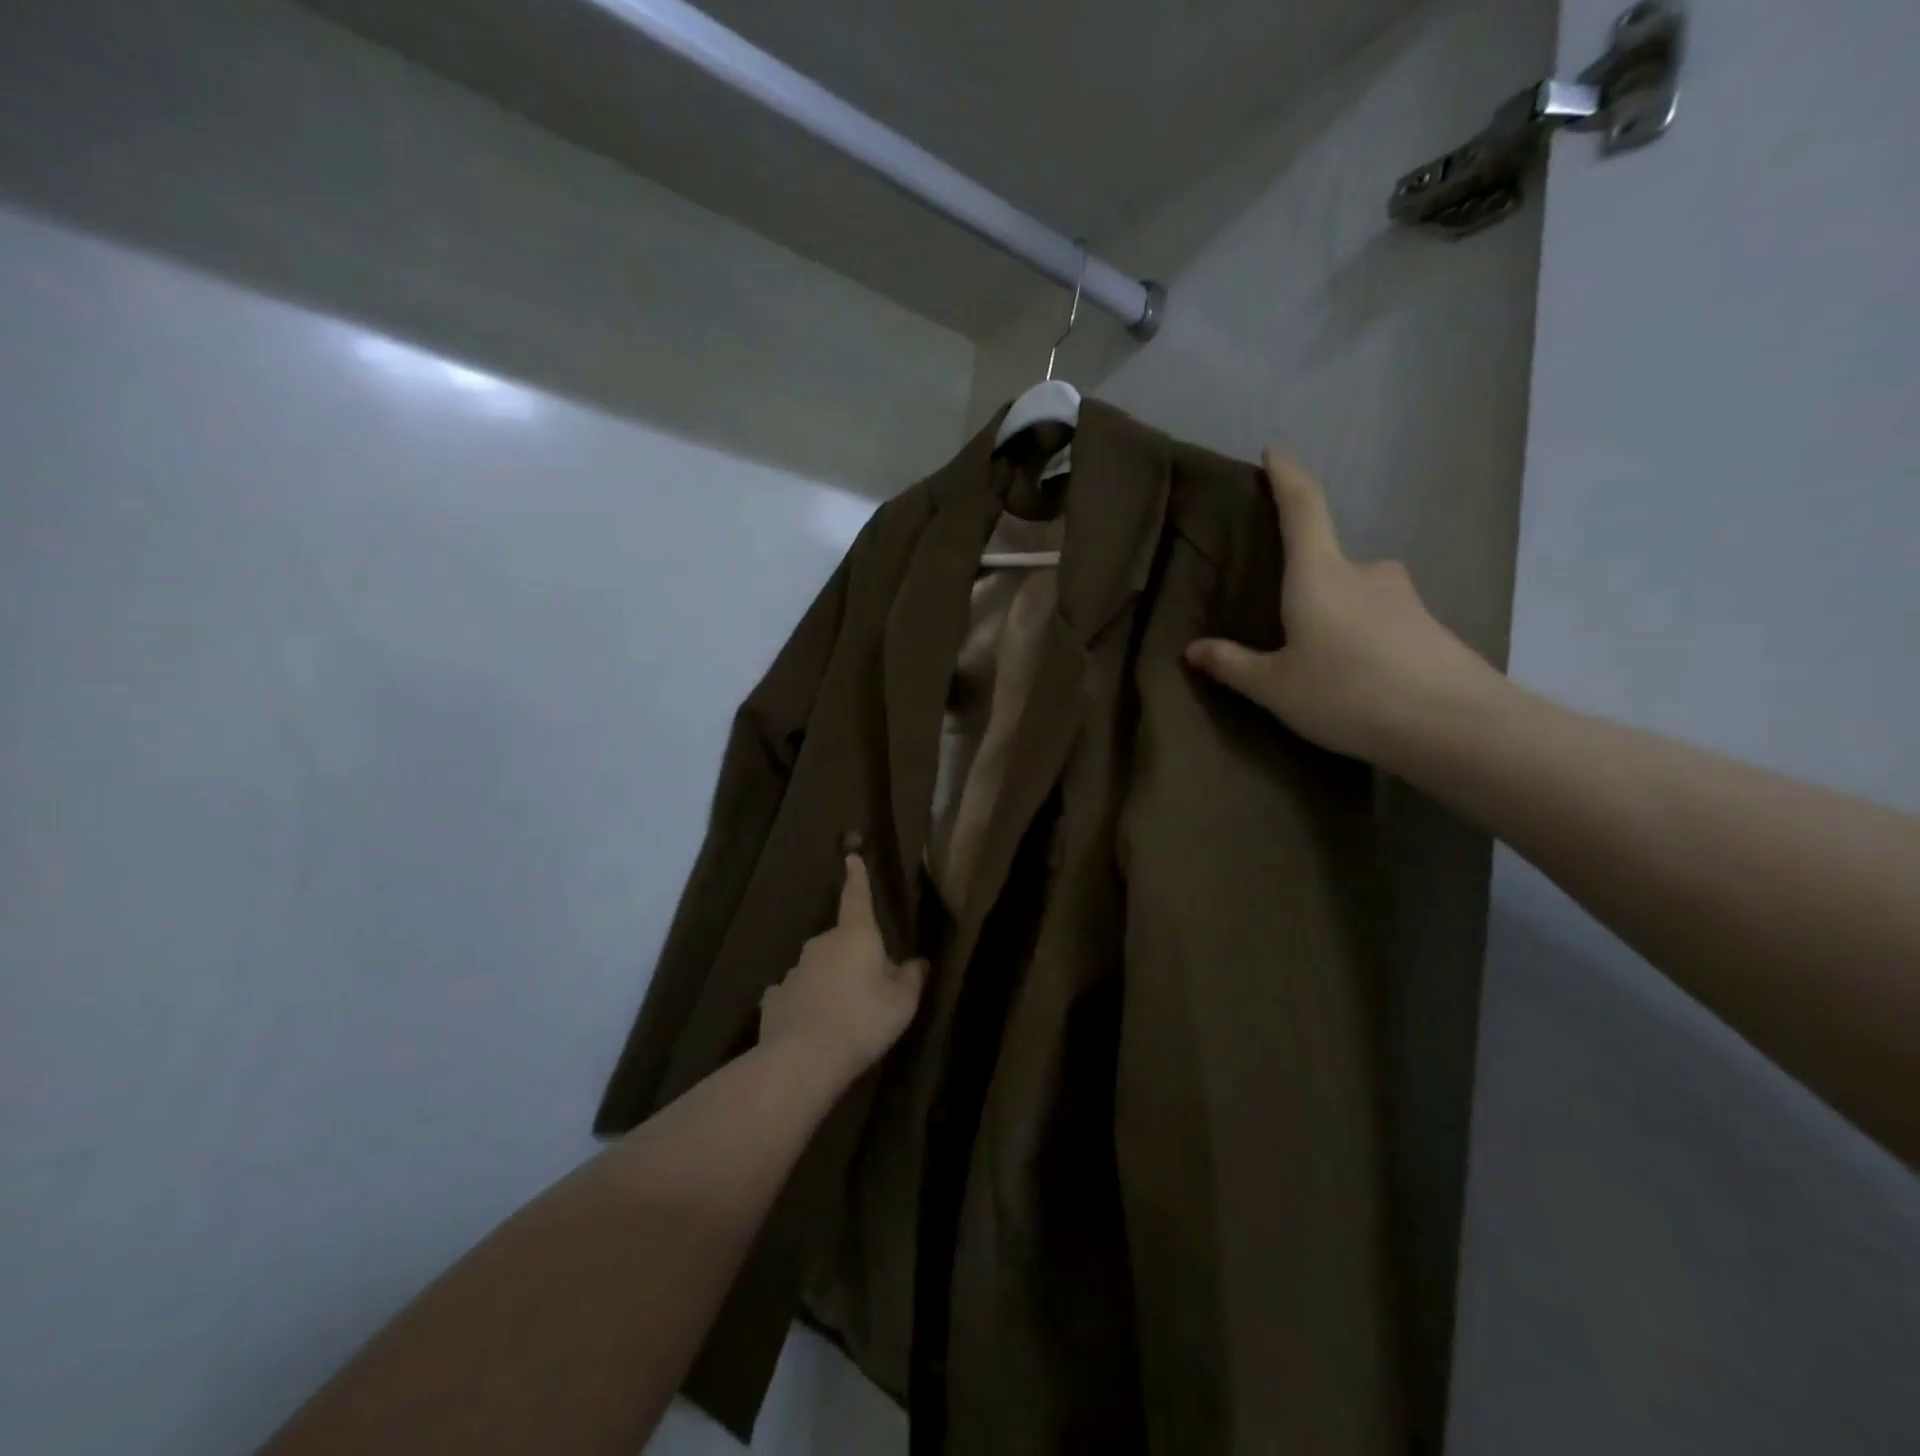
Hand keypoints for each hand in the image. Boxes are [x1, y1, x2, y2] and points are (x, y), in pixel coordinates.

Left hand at [758, 856, 928, 1089]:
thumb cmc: (864, 1020)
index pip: (857, 897)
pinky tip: (810, 1025)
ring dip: (829, 981)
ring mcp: (793, 970)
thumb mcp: (903, 1003)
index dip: (857, 878)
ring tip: (842, 1015)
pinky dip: (804, 1002)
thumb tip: (917, 962)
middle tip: (870, 987)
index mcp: (856, 935)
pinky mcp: (774, 999)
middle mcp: (821, 944)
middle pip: (841, 941)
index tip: (852, 857)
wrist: (804, 1058)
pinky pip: (795, 993)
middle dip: (854, 956)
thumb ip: (911, 978)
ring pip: (817, 968)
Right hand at [1184, 447, 1501, 767]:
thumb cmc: (1347, 693)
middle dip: (1308, 584)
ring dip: (1338, 617)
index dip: (1287, 476)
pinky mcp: (1431, 627)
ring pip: (1358, 596)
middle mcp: (1366, 573)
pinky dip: (1366, 640)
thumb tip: (1193, 649)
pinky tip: (1360, 681)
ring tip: (1324, 663)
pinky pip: (1384, 622)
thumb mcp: (1275, 687)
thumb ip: (1233, 665)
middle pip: (1330, 562)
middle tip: (1287, 622)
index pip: (1303, 507)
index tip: (1275, 451)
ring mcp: (1405, 598)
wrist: (1452, 725)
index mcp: (1320, 575)